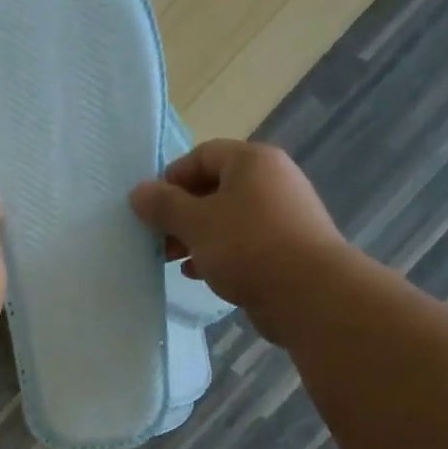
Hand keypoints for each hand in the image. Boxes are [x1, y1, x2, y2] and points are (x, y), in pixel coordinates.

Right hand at [129, 139, 345, 316]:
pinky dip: (217, 253)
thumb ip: (163, 205)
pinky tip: (198, 274)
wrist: (309, 293)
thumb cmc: (247, 246)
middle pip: (214, 187)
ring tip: (172, 259)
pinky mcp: (285, 247)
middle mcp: (271, 180)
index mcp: (252, 162)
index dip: (171, 178)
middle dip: (180, 213)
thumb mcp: (196, 223)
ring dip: (195, 236)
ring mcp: (281, 215)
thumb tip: (138, 192)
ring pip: (226, 218)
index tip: (150, 208)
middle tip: (157, 238)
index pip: (202, 155)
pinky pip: (242, 242)